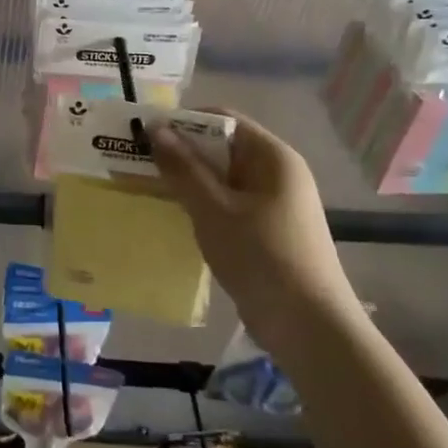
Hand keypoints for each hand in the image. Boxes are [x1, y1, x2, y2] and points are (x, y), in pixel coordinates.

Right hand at [149, 111, 358, 347]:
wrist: (309, 328)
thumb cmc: (262, 257)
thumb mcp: (213, 210)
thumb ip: (183, 168)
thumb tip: (155, 129)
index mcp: (273, 157)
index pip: (224, 120)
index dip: (184, 121)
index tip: (144, 132)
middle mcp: (277, 173)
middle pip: (223, 147)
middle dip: (181, 151)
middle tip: (138, 160)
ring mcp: (274, 204)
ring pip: (223, 178)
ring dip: (188, 179)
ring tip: (148, 186)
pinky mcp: (267, 231)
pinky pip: (228, 203)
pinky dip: (202, 203)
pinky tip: (175, 215)